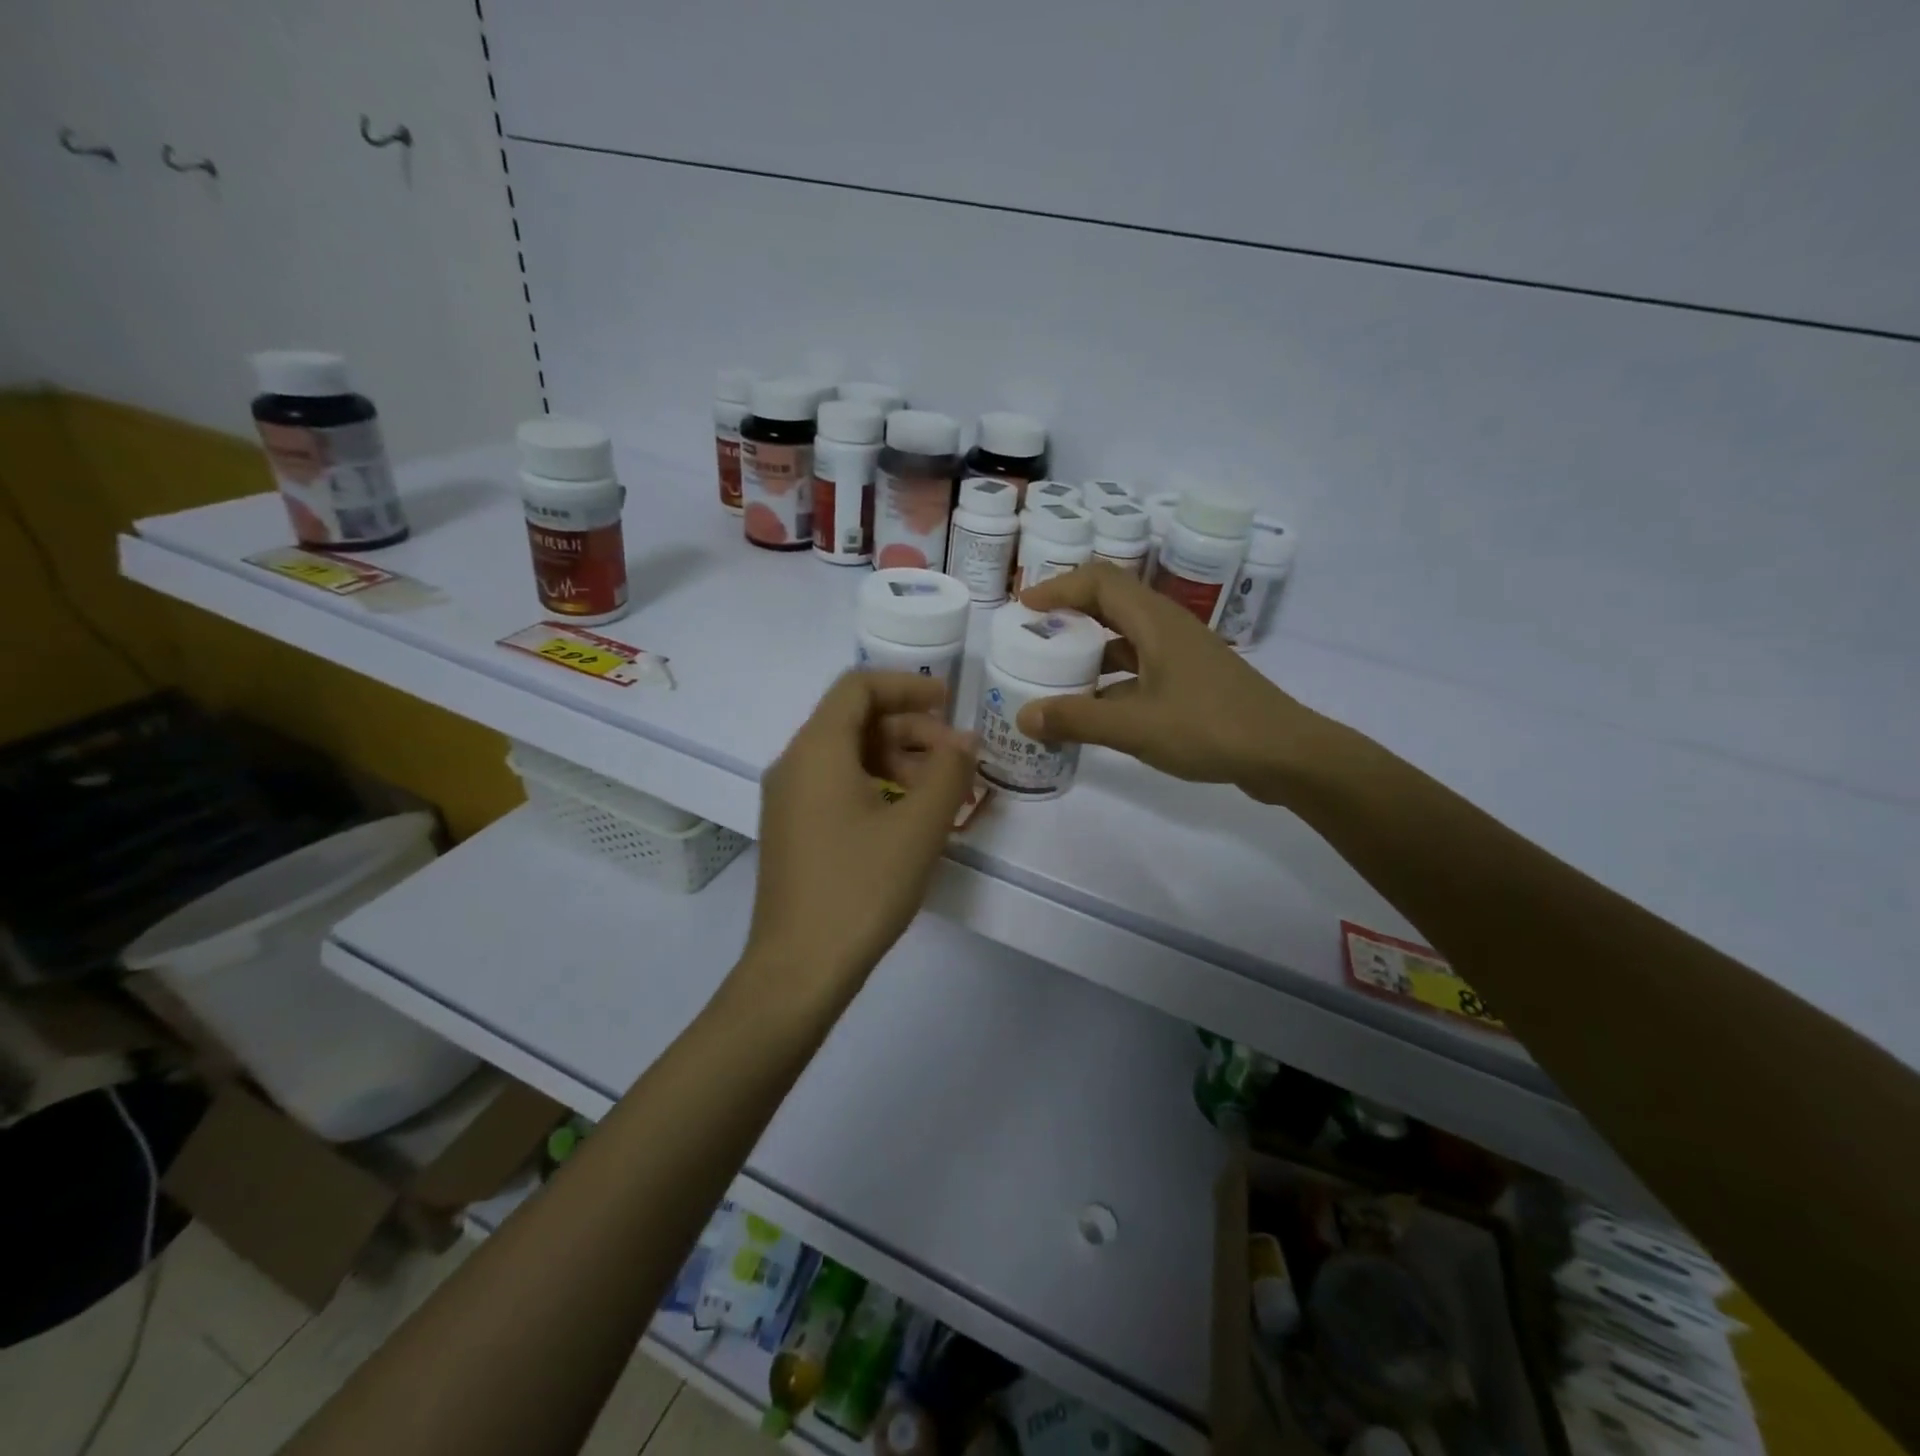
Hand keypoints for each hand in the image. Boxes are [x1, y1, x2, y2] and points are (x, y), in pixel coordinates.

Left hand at [741, 671, 978, 1007]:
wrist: (798, 969)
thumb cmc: (861, 888)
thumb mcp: (918, 827)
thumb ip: (949, 772)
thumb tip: (963, 741)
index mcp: (817, 750)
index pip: (859, 686)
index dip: (907, 686)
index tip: (949, 705)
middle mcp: (794, 764)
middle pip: (854, 720)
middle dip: (910, 730)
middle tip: (955, 760)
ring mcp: (788, 800)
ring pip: (847, 755)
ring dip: (897, 761)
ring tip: (940, 794)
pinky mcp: (793, 830)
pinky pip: (836, 786)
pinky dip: (876, 786)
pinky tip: (908, 820)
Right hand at [1017, 562, 1324, 796]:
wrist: (1284, 754)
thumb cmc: (1209, 728)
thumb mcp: (1135, 726)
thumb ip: (1076, 719)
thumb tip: (1023, 716)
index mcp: (1155, 622)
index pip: (1100, 580)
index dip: (1059, 587)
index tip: (1024, 608)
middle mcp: (1168, 628)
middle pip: (1110, 605)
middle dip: (1069, 617)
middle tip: (1033, 640)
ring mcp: (1182, 655)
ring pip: (1125, 639)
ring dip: (1089, 651)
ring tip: (1054, 675)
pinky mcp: (1190, 681)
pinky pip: (1139, 667)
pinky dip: (1111, 680)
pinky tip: (1093, 710)